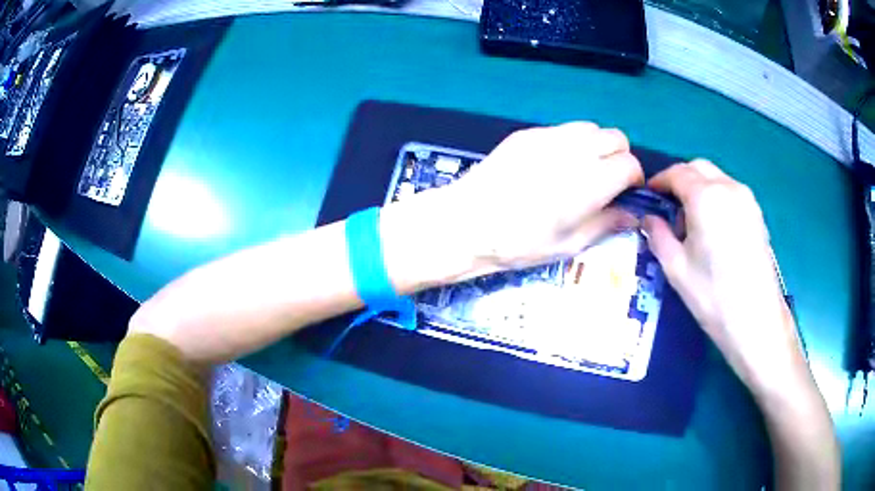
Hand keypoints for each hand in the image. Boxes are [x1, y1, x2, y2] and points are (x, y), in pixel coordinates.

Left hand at [429, 123, 642, 270]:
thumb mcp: (569, 243)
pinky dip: (570, 142)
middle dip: (620, 157)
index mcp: (590, 181)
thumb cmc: (520, 242)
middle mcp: (575, 150)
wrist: (467, 222)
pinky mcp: (527, 133)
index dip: (633, 179)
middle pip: (616, 137)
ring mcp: (549, 136)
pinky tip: (553, 165)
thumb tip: (632, 215)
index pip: (630, 164)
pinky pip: (562, 129)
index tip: (626, 193)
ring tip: (581, 170)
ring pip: (590, 128)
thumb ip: (607, 223)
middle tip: (607, 181)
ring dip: (596, 146)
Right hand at [642, 160, 806, 393]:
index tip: (648, 195)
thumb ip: (658, 236)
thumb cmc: (713, 296)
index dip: (659, 181)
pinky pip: (731, 192)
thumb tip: (649, 219)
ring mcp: (747, 199)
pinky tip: (713, 228)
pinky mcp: (757, 214)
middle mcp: (728, 187)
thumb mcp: (676, 269)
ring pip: (716, 178)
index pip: (677, 173)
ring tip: (691, 221)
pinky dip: (716, 197)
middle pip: (699, 168)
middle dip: (680, 180)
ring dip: (699, 187)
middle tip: (668, 207)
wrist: (757, 320)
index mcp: (706, 197)